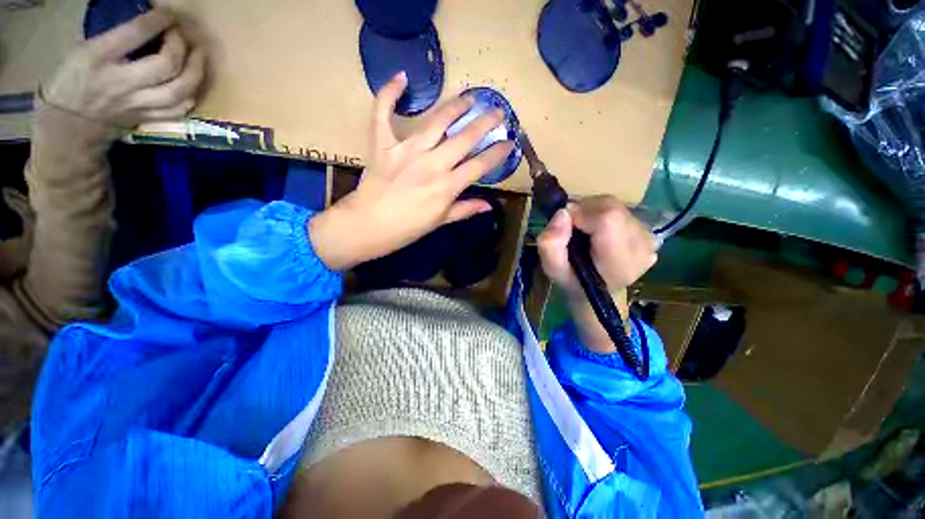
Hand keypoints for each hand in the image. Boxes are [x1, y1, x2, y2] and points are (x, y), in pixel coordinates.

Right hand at [42, 9, 204, 129]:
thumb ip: (114, 40)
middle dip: (181, 47)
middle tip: (185, 36)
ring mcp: (138, 104)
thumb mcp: (81, 51)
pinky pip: (178, 111)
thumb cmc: (70, 82)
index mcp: (98, 58)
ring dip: (195, 72)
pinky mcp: (147, 120)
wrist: (67, 127)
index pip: (135, 34)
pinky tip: (193, 85)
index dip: (158, 21)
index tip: (169, 14)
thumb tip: (146, 27)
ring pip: (178, 91)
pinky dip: (190, 97)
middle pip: (166, 65)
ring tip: (199, 56)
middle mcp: (122, 83)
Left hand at [309, 73, 514, 270]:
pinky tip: (402, 78)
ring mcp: (407, 151)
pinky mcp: (383, 144)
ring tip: (470, 96)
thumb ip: (465, 210)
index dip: (497, 153)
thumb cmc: (406, 228)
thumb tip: (489, 205)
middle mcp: (432, 164)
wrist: (368, 226)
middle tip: (498, 110)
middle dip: (485, 122)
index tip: (509, 143)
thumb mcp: (440, 221)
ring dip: (457, 105)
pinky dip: (389, 94)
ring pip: (437, 121)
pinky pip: (383, 113)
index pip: (480, 165)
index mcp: (447, 187)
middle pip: (465, 137)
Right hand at [537, 196, 657, 352]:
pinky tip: (597, 231)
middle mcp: (641, 247)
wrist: (600, 291)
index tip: (567, 228)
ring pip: (615, 205)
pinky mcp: (649, 231)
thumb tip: (562, 213)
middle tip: (572, 229)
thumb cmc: (574, 281)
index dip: (581, 215)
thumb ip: (550, 244)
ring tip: (584, 230)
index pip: (607, 220)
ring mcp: (649, 238)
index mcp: (618, 262)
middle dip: (584, 211)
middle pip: (611, 207)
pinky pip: (621, 209)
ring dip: (592, 211)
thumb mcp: (552, 269)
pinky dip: (602, 213)